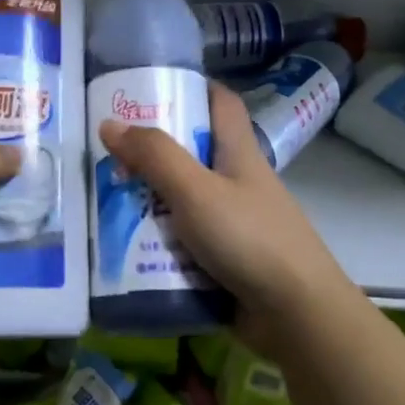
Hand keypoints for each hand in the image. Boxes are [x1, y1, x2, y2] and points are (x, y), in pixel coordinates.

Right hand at [99, 83, 353, 351]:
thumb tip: (110, 124)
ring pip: (184, 202)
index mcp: (238, 154)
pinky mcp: (227, 261)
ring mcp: (234, 224)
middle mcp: (238, 183)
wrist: (298, 316)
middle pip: (193, 155)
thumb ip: (154, 157)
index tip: (152, 88)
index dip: (192, 87)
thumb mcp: (196, 191)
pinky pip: (185, 243)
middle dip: (151, 155)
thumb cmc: (249, 239)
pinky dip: (159, 243)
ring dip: (149, 204)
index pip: (221, 103)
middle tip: (109, 157)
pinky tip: (127, 250)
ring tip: (106, 205)